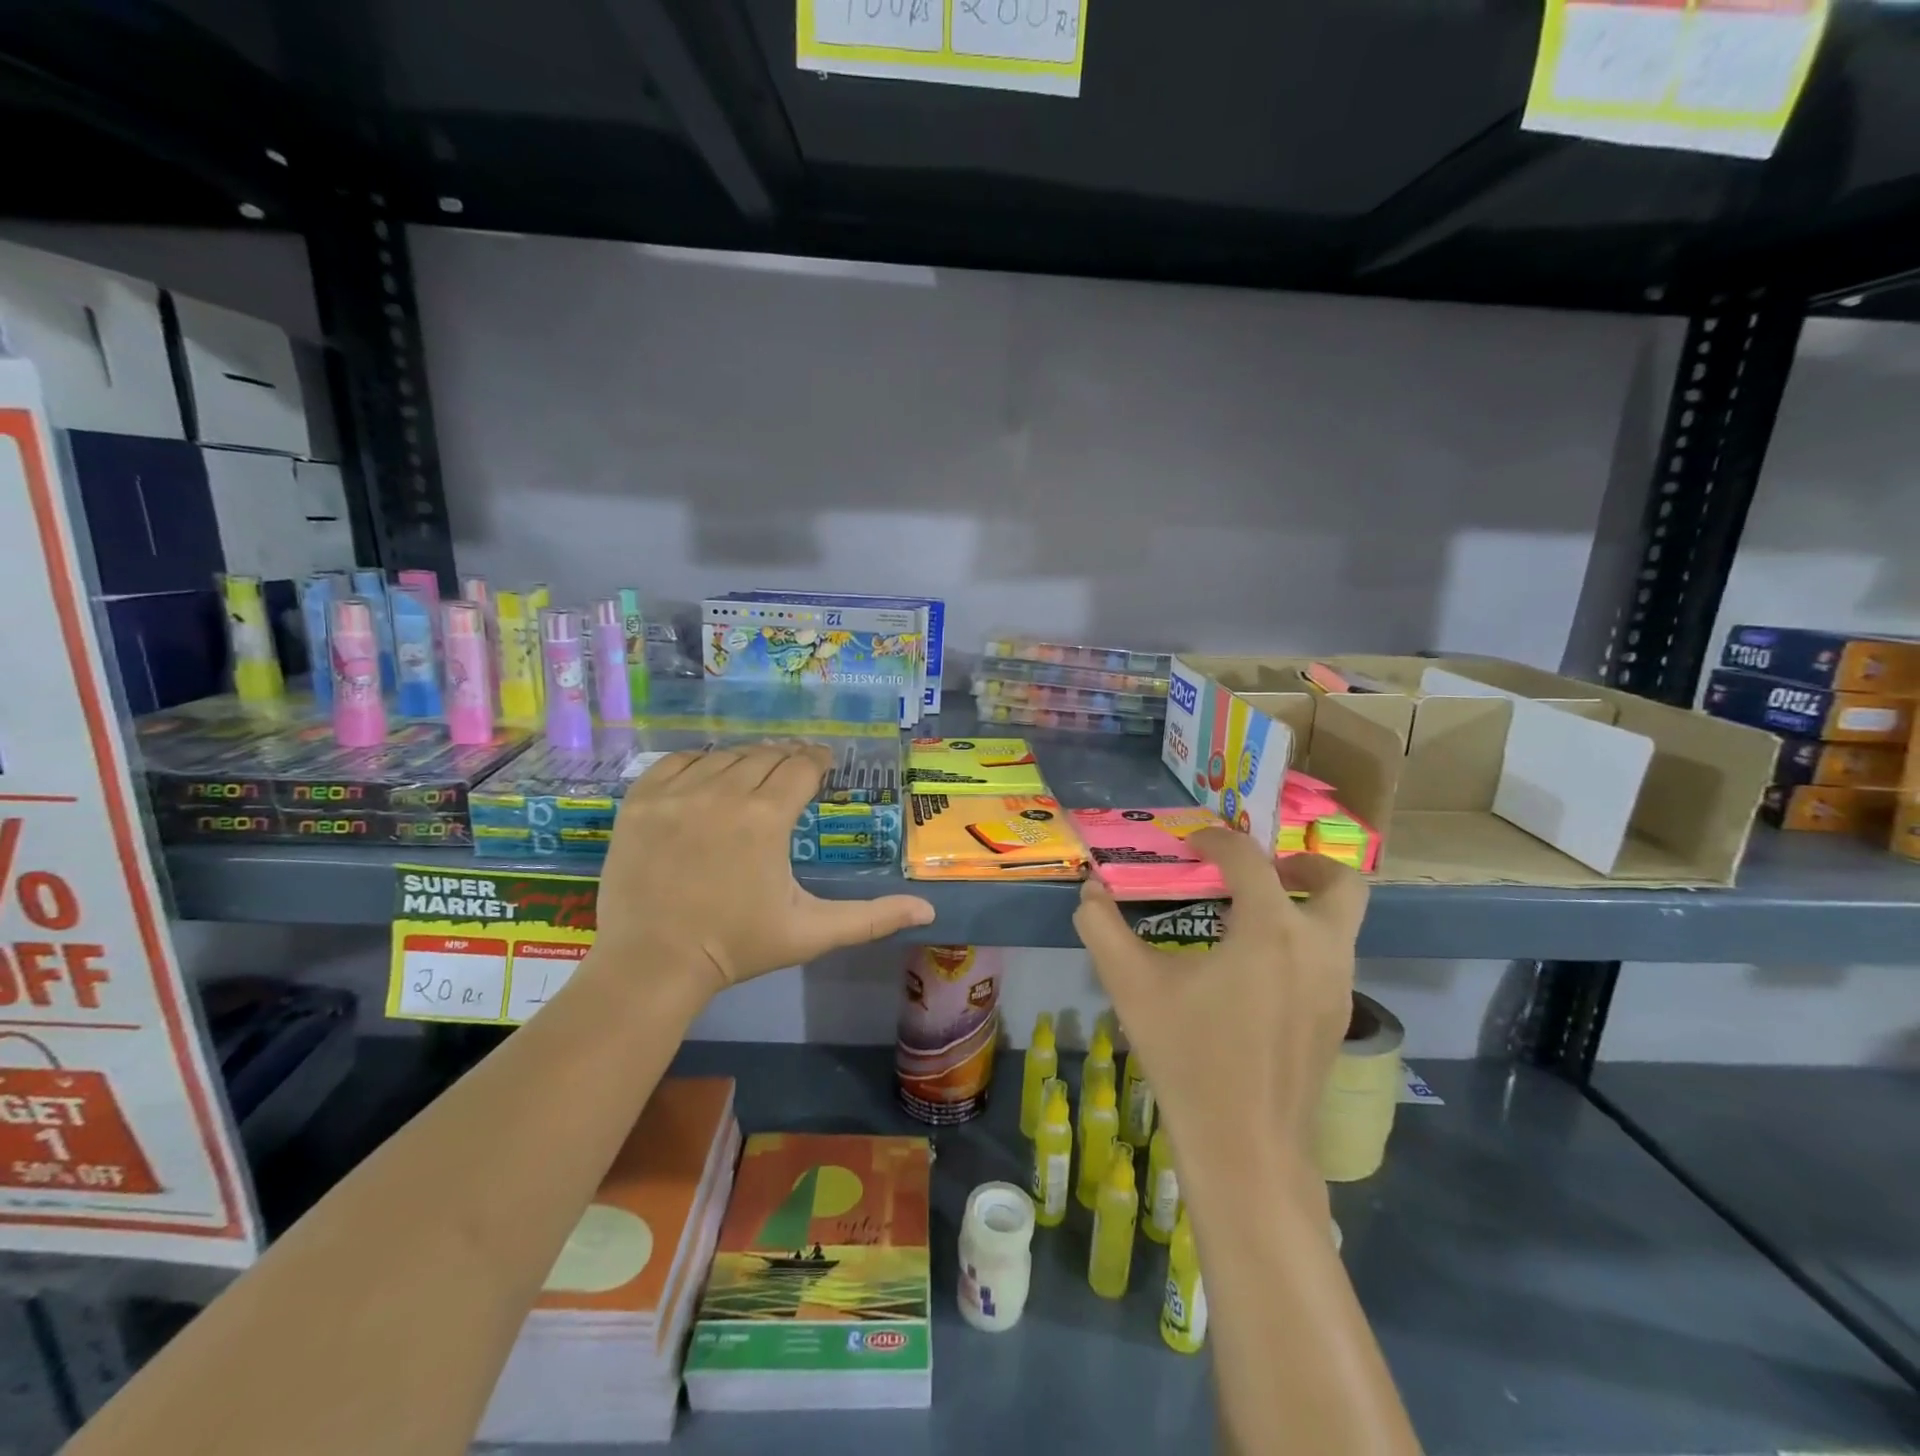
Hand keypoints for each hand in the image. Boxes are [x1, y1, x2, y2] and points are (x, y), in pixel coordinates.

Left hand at [594, 742, 934, 996]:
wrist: (653, 964)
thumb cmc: (738, 947)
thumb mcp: (811, 932)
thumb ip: (872, 918)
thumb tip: (928, 910)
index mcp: (766, 818)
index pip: (801, 766)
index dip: (818, 761)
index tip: (823, 764)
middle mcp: (722, 792)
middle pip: (765, 755)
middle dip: (785, 760)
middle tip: (793, 772)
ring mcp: (676, 794)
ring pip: (723, 756)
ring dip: (745, 760)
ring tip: (754, 775)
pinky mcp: (641, 801)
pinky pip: (677, 761)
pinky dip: (699, 763)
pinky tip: (708, 777)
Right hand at [1072, 831, 1366, 1183]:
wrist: (1245, 1147)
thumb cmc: (1188, 1056)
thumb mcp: (1131, 985)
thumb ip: (1102, 927)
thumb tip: (1090, 889)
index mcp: (1271, 929)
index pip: (1249, 858)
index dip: (1217, 840)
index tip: (1190, 845)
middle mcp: (1319, 947)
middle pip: (1340, 881)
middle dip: (1303, 863)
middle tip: (1261, 870)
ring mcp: (1338, 986)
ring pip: (1344, 921)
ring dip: (1305, 902)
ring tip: (1250, 916)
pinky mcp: (1339, 1018)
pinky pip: (1333, 956)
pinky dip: (1305, 940)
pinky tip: (1257, 969)